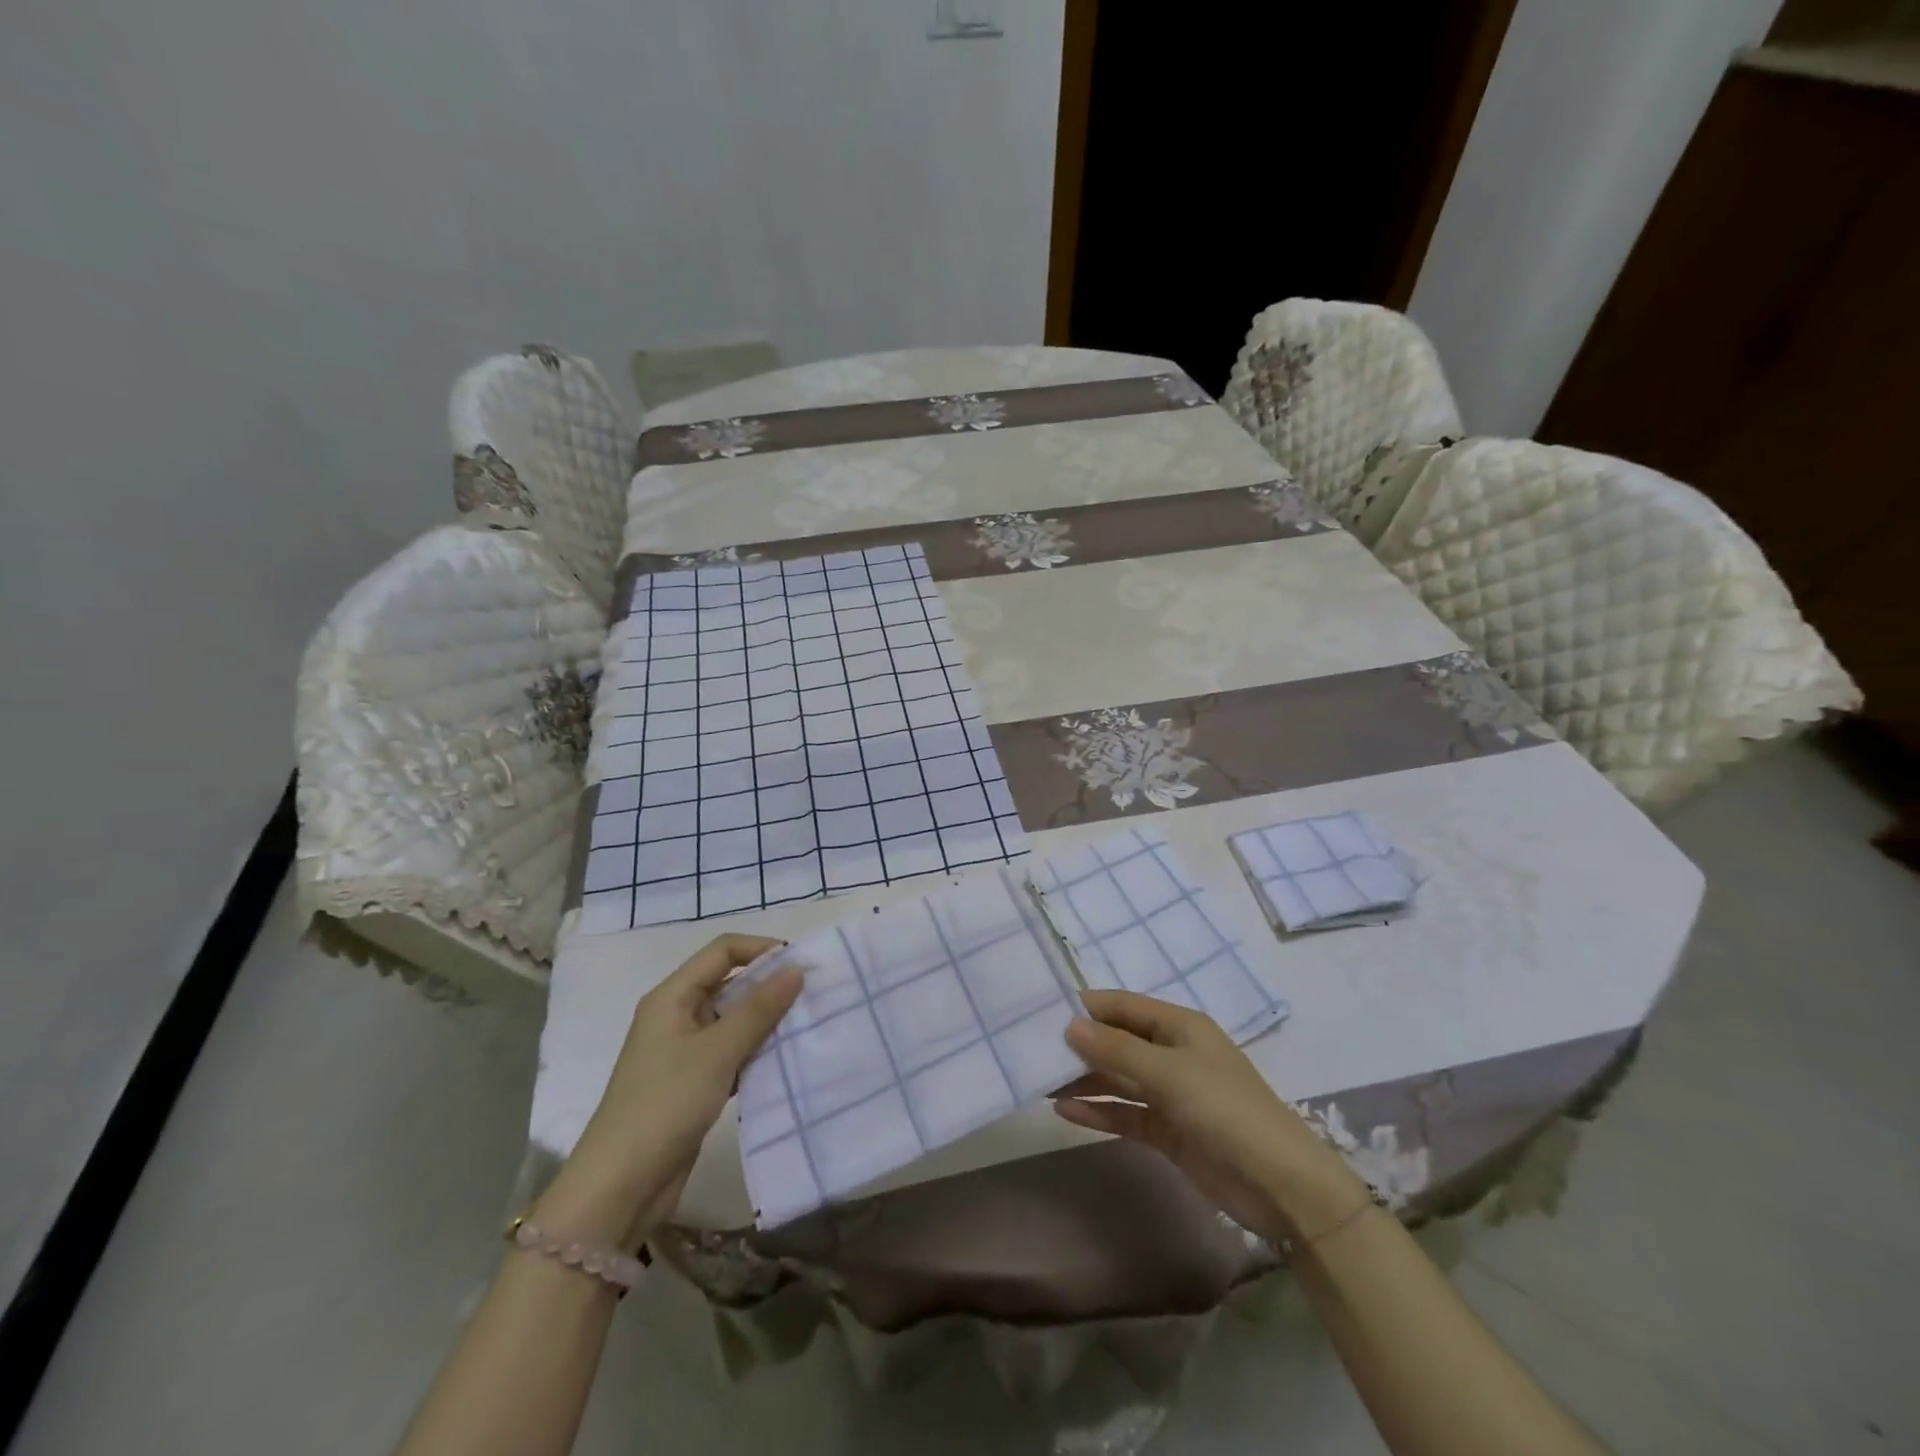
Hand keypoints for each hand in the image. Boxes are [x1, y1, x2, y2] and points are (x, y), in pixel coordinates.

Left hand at [535, 935, 800, 1247]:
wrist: (619, 1189)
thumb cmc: (664, 1106)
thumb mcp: (716, 1052)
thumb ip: (758, 1009)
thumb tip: (796, 969)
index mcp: (671, 997)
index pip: (722, 951)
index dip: (760, 949)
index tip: (800, 964)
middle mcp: (676, 1016)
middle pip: (729, 983)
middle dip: (768, 985)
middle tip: (812, 994)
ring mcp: (684, 1051)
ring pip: (733, 1019)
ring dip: (766, 1020)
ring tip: (806, 1023)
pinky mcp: (694, 1083)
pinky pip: (732, 1052)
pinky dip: (756, 1051)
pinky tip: (784, 1058)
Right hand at [1054, 990, 1366, 1243]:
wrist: (1280, 1186)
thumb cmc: (1226, 1110)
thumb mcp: (1170, 1073)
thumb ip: (1117, 1049)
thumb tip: (1069, 1025)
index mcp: (1179, 1027)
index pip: (1123, 1006)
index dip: (1086, 1007)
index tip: (1042, 1011)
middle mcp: (1172, 1053)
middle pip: (1117, 1042)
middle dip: (1080, 1046)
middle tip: (1032, 1051)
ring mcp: (1170, 1093)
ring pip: (1117, 1078)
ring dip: (1084, 1080)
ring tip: (1040, 1083)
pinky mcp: (1168, 1130)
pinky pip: (1125, 1113)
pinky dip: (1098, 1111)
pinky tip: (1064, 1112)